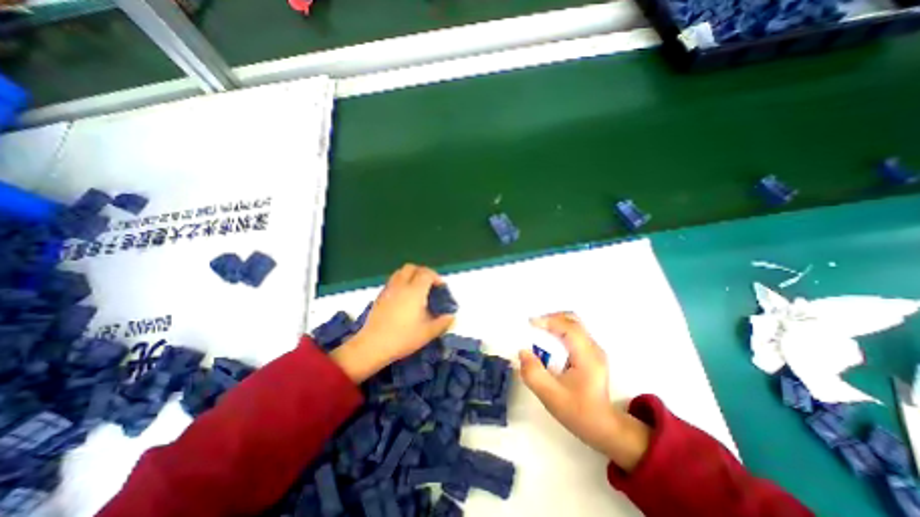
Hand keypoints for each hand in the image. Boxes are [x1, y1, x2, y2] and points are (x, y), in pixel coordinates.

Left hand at [335, 267, 456, 382]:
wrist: (372, 345)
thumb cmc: (403, 338)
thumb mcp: (428, 333)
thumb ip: (443, 323)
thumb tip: (451, 317)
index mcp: (415, 291)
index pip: (427, 273)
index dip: (436, 277)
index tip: (441, 288)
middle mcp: (401, 285)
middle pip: (412, 268)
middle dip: (422, 272)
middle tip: (429, 285)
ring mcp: (388, 289)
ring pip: (400, 272)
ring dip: (410, 275)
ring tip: (416, 289)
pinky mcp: (380, 296)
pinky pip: (392, 281)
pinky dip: (401, 282)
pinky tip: (403, 298)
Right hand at [521, 311, 648, 473]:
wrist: (603, 428)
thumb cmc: (578, 412)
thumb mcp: (551, 396)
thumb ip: (534, 374)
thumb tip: (523, 351)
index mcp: (587, 356)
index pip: (569, 327)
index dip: (549, 321)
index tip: (529, 324)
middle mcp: (593, 347)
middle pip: (572, 320)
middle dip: (550, 318)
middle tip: (532, 327)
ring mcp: (593, 349)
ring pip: (573, 324)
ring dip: (553, 324)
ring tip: (537, 333)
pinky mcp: (589, 353)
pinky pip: (572, 332)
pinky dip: (557, 331)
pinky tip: (547, 342)